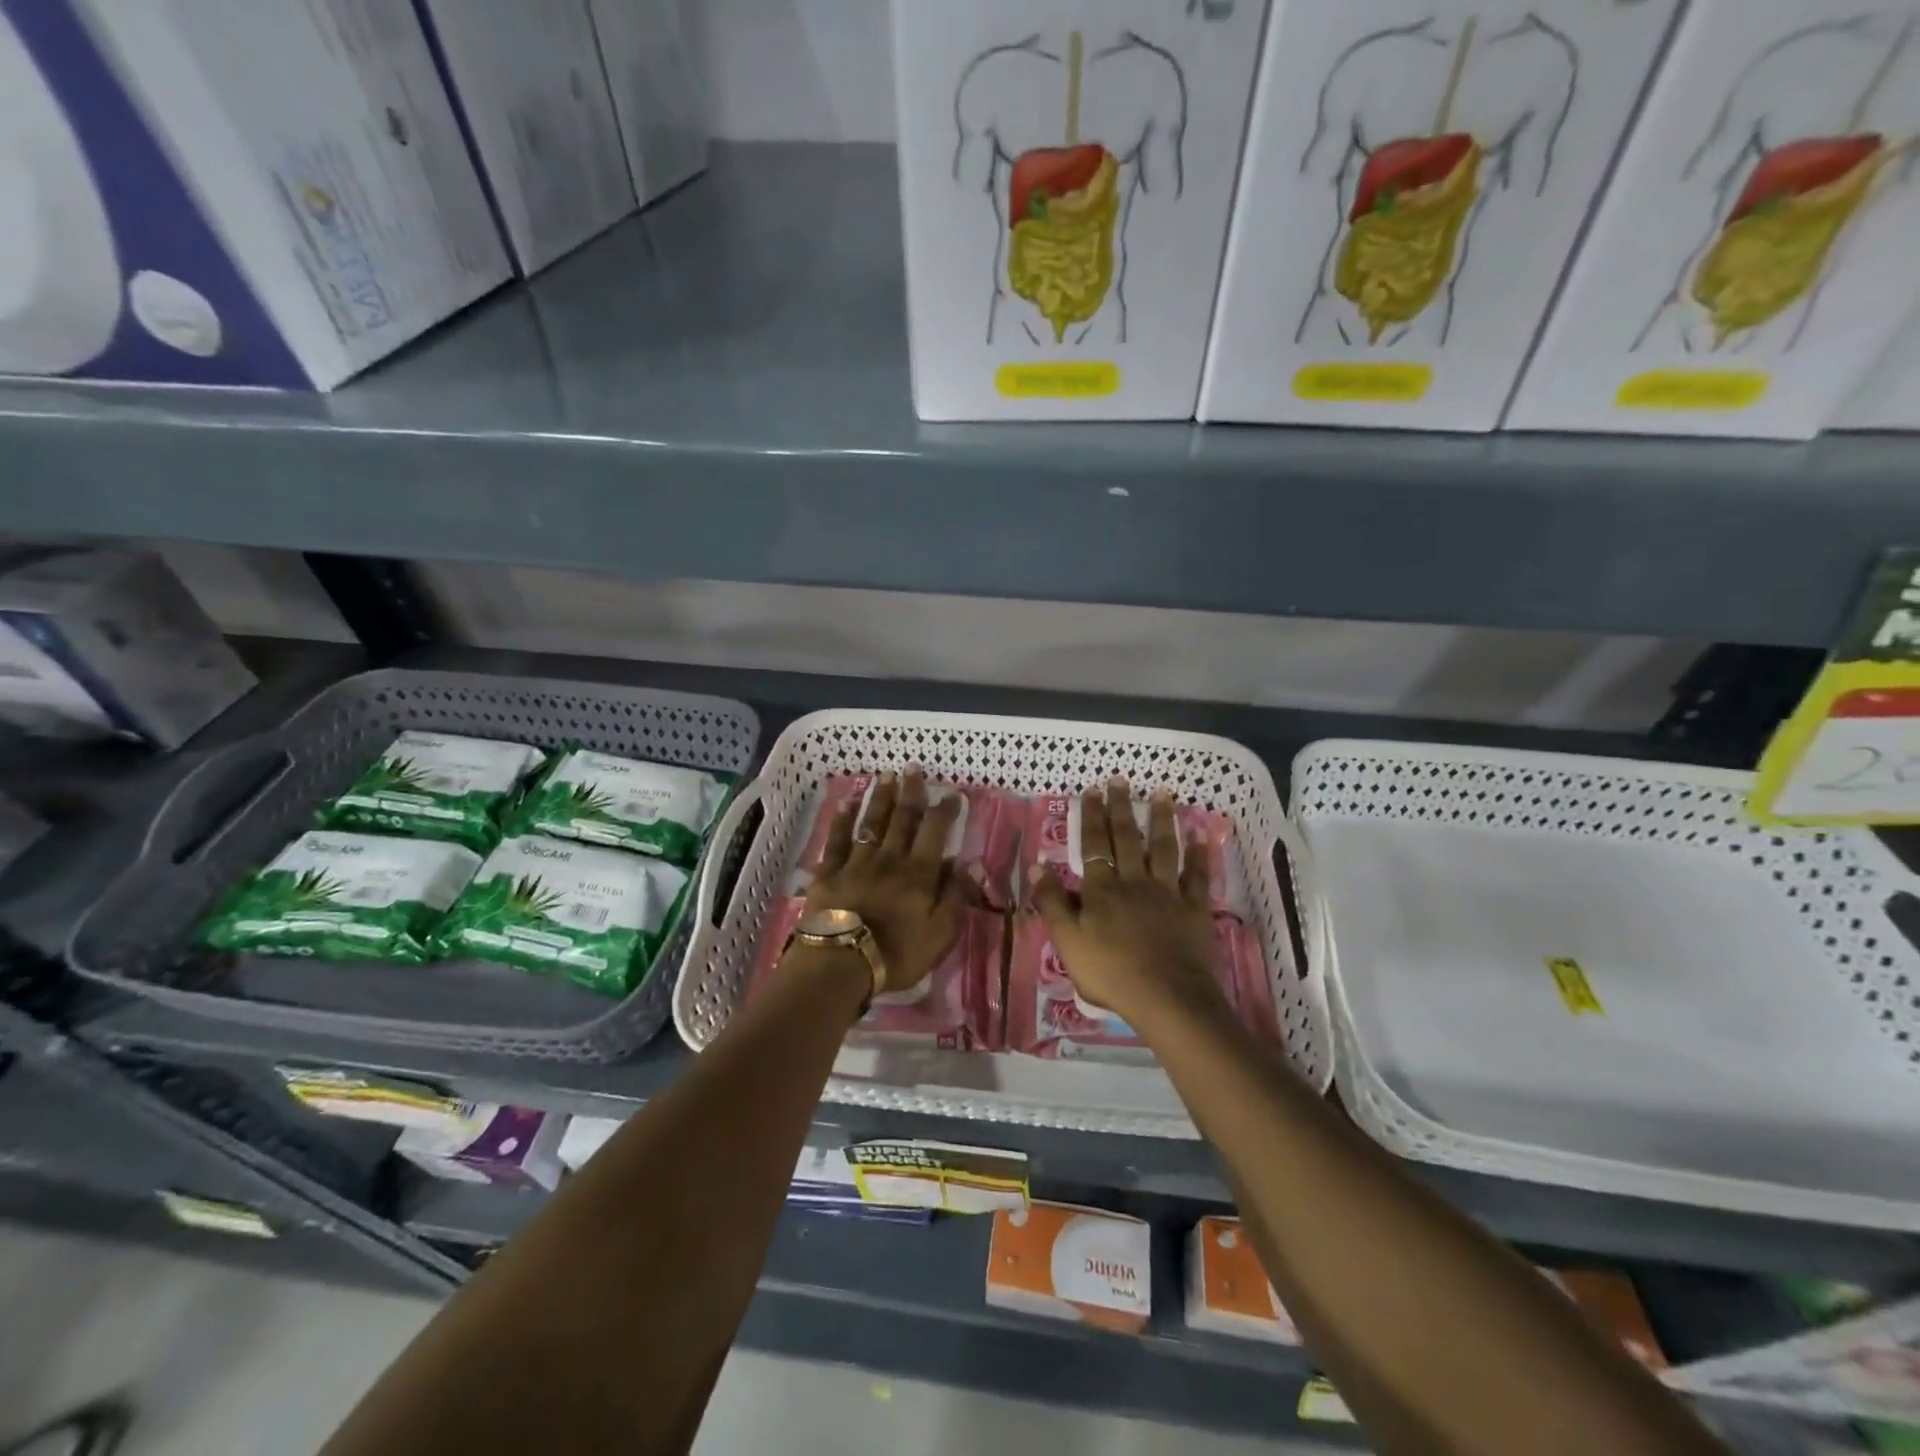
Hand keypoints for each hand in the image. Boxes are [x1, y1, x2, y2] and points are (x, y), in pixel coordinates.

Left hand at [804, 769, 973, 995]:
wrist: (841, 963)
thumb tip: (971, 863)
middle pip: (902, 819)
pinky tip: (846, 802)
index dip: (944, 811)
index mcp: (919, 874)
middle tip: (913, 767)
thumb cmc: (896, 954)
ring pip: (871, 823)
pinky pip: (837, 840)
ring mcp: (857, 863)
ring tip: (886, 775)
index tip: (952, 793)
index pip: (935, 833)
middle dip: (910, 792)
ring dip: (880, 798)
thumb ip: (956, 896)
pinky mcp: (829, 873)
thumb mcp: (940, 934)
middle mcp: (890, 859)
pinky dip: (841, 820)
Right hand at [1029, 779, 1227, 1030]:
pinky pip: (1197, 875)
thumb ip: (1052, 903)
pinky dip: (1200, 853)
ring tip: (1162, 793)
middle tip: (1121, 779)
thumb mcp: (1068, 942)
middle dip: (1122, 807)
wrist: (1166, 998)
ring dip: (1163, 819)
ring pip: (1164, 848)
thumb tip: (1036, 866)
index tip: (1092, 790)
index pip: (1094, 844)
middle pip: (1127, 838)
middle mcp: (1134, 881)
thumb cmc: (1110, 973)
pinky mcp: (1194, 909)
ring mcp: (1168, 893)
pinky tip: (1201, 833)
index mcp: (1102, 889)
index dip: (1092, 816)